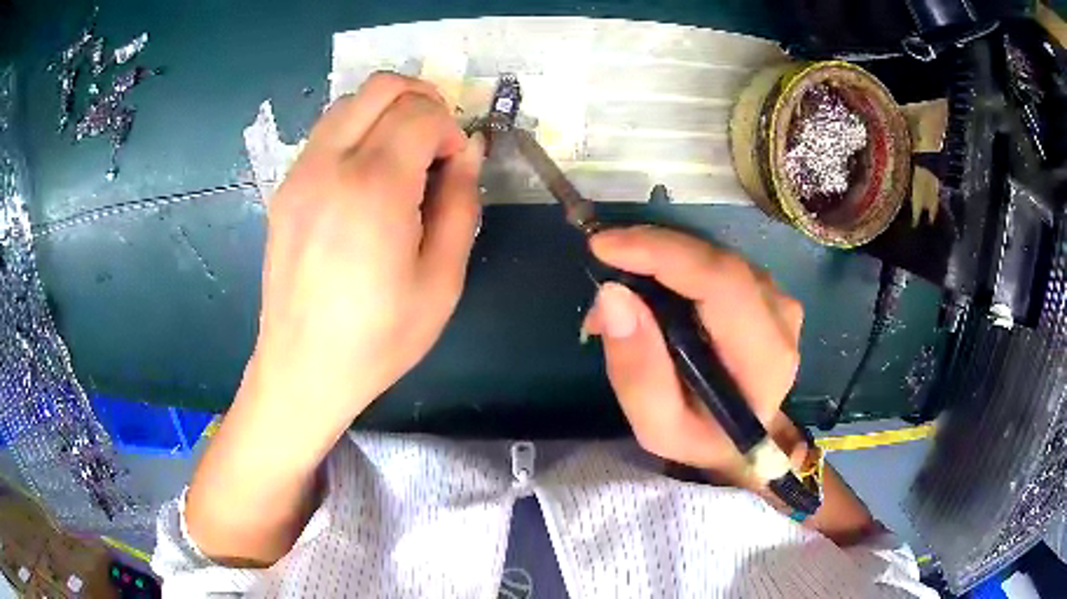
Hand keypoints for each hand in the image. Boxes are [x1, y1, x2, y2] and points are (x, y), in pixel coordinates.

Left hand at [248, 72, 483, 422]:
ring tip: (404, 156)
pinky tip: (368, 177)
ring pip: (349, 103)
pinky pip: (327, 133)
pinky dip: (358, 132)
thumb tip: (467, 151)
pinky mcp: (285, 188)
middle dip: (422, 100)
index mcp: (373, 188)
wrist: (303, 368)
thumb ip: (461, 203)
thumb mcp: (442, 279)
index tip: (455, 166)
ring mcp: (300, 173)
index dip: (450, 129)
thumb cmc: (379, 337)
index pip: (420, 112)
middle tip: (437, 142)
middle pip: (381, 87)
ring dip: (387, 112)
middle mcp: (329, 165)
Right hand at [584, 226, 804, 484]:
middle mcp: (780, 317)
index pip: (722, 283)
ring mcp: (777, 298)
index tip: (603, 247)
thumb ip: (637, 371)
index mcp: (764, 357)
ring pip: (713, 256)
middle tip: (602, 268)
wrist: (739, 440)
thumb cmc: (701, 436)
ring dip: (660, 261)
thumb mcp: (657, 427)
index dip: (663, 254)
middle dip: (651, 254)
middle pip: (716, 261)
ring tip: (622, 293)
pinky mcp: (766, 290)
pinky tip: (650, 287)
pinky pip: (715, 261)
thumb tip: (612, 295)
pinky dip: (676, 265)